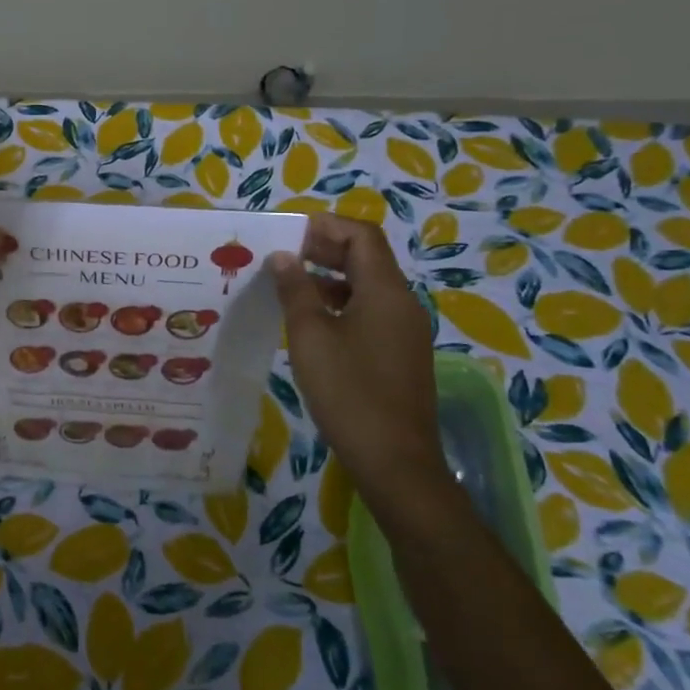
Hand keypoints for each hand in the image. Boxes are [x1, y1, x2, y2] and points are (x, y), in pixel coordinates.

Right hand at [269, 215, 446, 507]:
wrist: (395, 462)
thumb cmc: (348, 392)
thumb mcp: (310, 336)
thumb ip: (296, 289)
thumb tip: (283, 256)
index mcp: (385, 291)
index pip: (362, 236)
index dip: (326, 227)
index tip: (289, 235)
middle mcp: (402, 303)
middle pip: (367, 258)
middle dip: (326, 250)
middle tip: (283, 257)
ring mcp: (405, 331)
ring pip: (368, 287)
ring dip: (331, 279)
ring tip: (289, 288)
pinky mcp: (401, 355)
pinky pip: (371, 313)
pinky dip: (342, 305)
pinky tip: (312, 325)